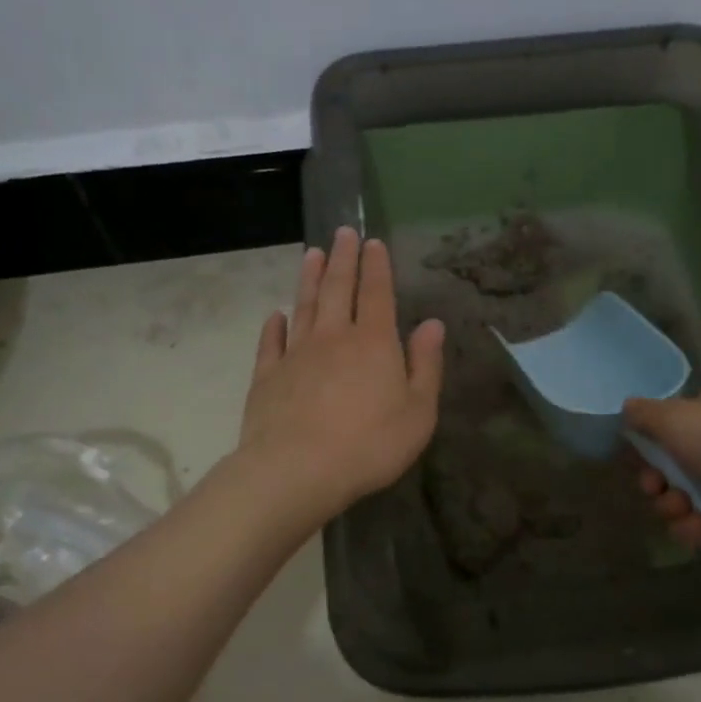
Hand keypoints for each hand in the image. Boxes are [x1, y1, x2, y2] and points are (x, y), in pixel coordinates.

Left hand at [238, 227, 444, 523]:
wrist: (298, 469)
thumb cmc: (370, 444)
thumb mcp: (418, 411)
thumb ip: (426, 365)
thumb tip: (433, 324)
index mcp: (374, 343)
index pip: (377, 294)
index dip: (377, 267)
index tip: (373, 242)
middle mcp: (334, 337)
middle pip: (338, 289)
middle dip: (343, 259)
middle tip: (342, 232)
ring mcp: (296, 354)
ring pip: (304, 306)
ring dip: (310, 279)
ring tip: (312, 254)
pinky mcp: (267, 376)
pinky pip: (271, 342)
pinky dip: (274, 325)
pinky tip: (275, 315)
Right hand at [624, 386, 700, 560]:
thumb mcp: (678, 419)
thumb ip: (644, 414)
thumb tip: (626, 409)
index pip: (667, 422)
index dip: (647, 443)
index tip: (638, 460)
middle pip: (669, 463)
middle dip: (656, 482)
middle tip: (656, 490)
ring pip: (682, 496)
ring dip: (673, 508)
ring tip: (685, 514)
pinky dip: (695, 528)